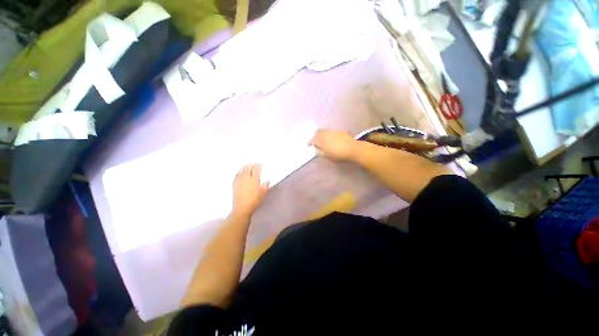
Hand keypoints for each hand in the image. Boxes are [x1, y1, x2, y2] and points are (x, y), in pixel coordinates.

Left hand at [232, 164, 269, 218]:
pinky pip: (236, 175)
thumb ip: (265, 186)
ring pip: (241, 170)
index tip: (261, 164)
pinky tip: (240, 172)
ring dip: (245, 166)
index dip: (259, 165)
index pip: (256, 169)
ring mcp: (239, 181)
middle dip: (251, 164)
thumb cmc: (254, 202)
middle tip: (254, 164)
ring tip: (247, 166)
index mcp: (254, 180)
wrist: (242, 209)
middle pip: (248, 167)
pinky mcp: (234, 184)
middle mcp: (246, 178)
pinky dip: (239, 172)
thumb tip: (267, 181)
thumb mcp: (263, 194)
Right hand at [308, 129, 357, 160]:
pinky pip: (331, 132)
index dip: (309, 142)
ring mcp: (333, 131)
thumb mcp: (327, 156)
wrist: (352, 149)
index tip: (308, 145)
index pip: (312, 139)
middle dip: (315, 136)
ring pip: (324, 131)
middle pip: (317, 132)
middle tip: (315, 142)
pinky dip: (328, 134)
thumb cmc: (338, 154)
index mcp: (321, 140)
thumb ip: (320, 152)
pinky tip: (332, 139)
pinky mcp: (339, 131)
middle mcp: (326, 133)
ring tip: (323, 140)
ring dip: (322, 135)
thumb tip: (316, 149)